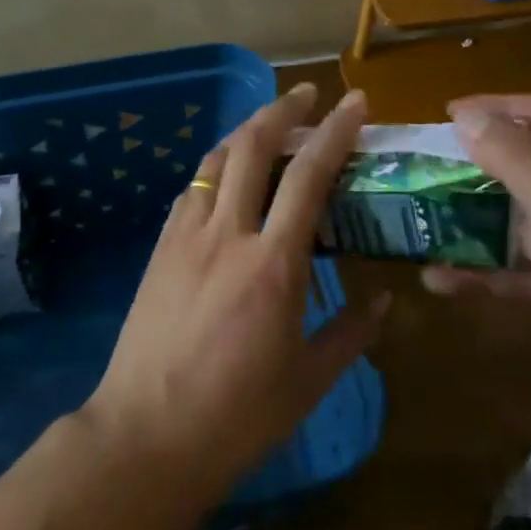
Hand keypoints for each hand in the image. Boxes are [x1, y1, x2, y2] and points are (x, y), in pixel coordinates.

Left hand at [82, 82, 390, 500]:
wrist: (145, 435)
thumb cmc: (236, 417)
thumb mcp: (308, 383)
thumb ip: (351, 335)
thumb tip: (384, 302)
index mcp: (273, 264)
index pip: (309, 175)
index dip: (335, 131)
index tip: (355, 103)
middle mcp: (228, 233)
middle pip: (253, 145)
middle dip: (282, 109)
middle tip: (306, 94)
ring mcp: (187, 234)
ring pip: (217, 158)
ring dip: (246, 130)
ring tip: (269, 124)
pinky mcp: (161, 246)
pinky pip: (193, 188)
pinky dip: (217, 167)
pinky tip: (228, 177)